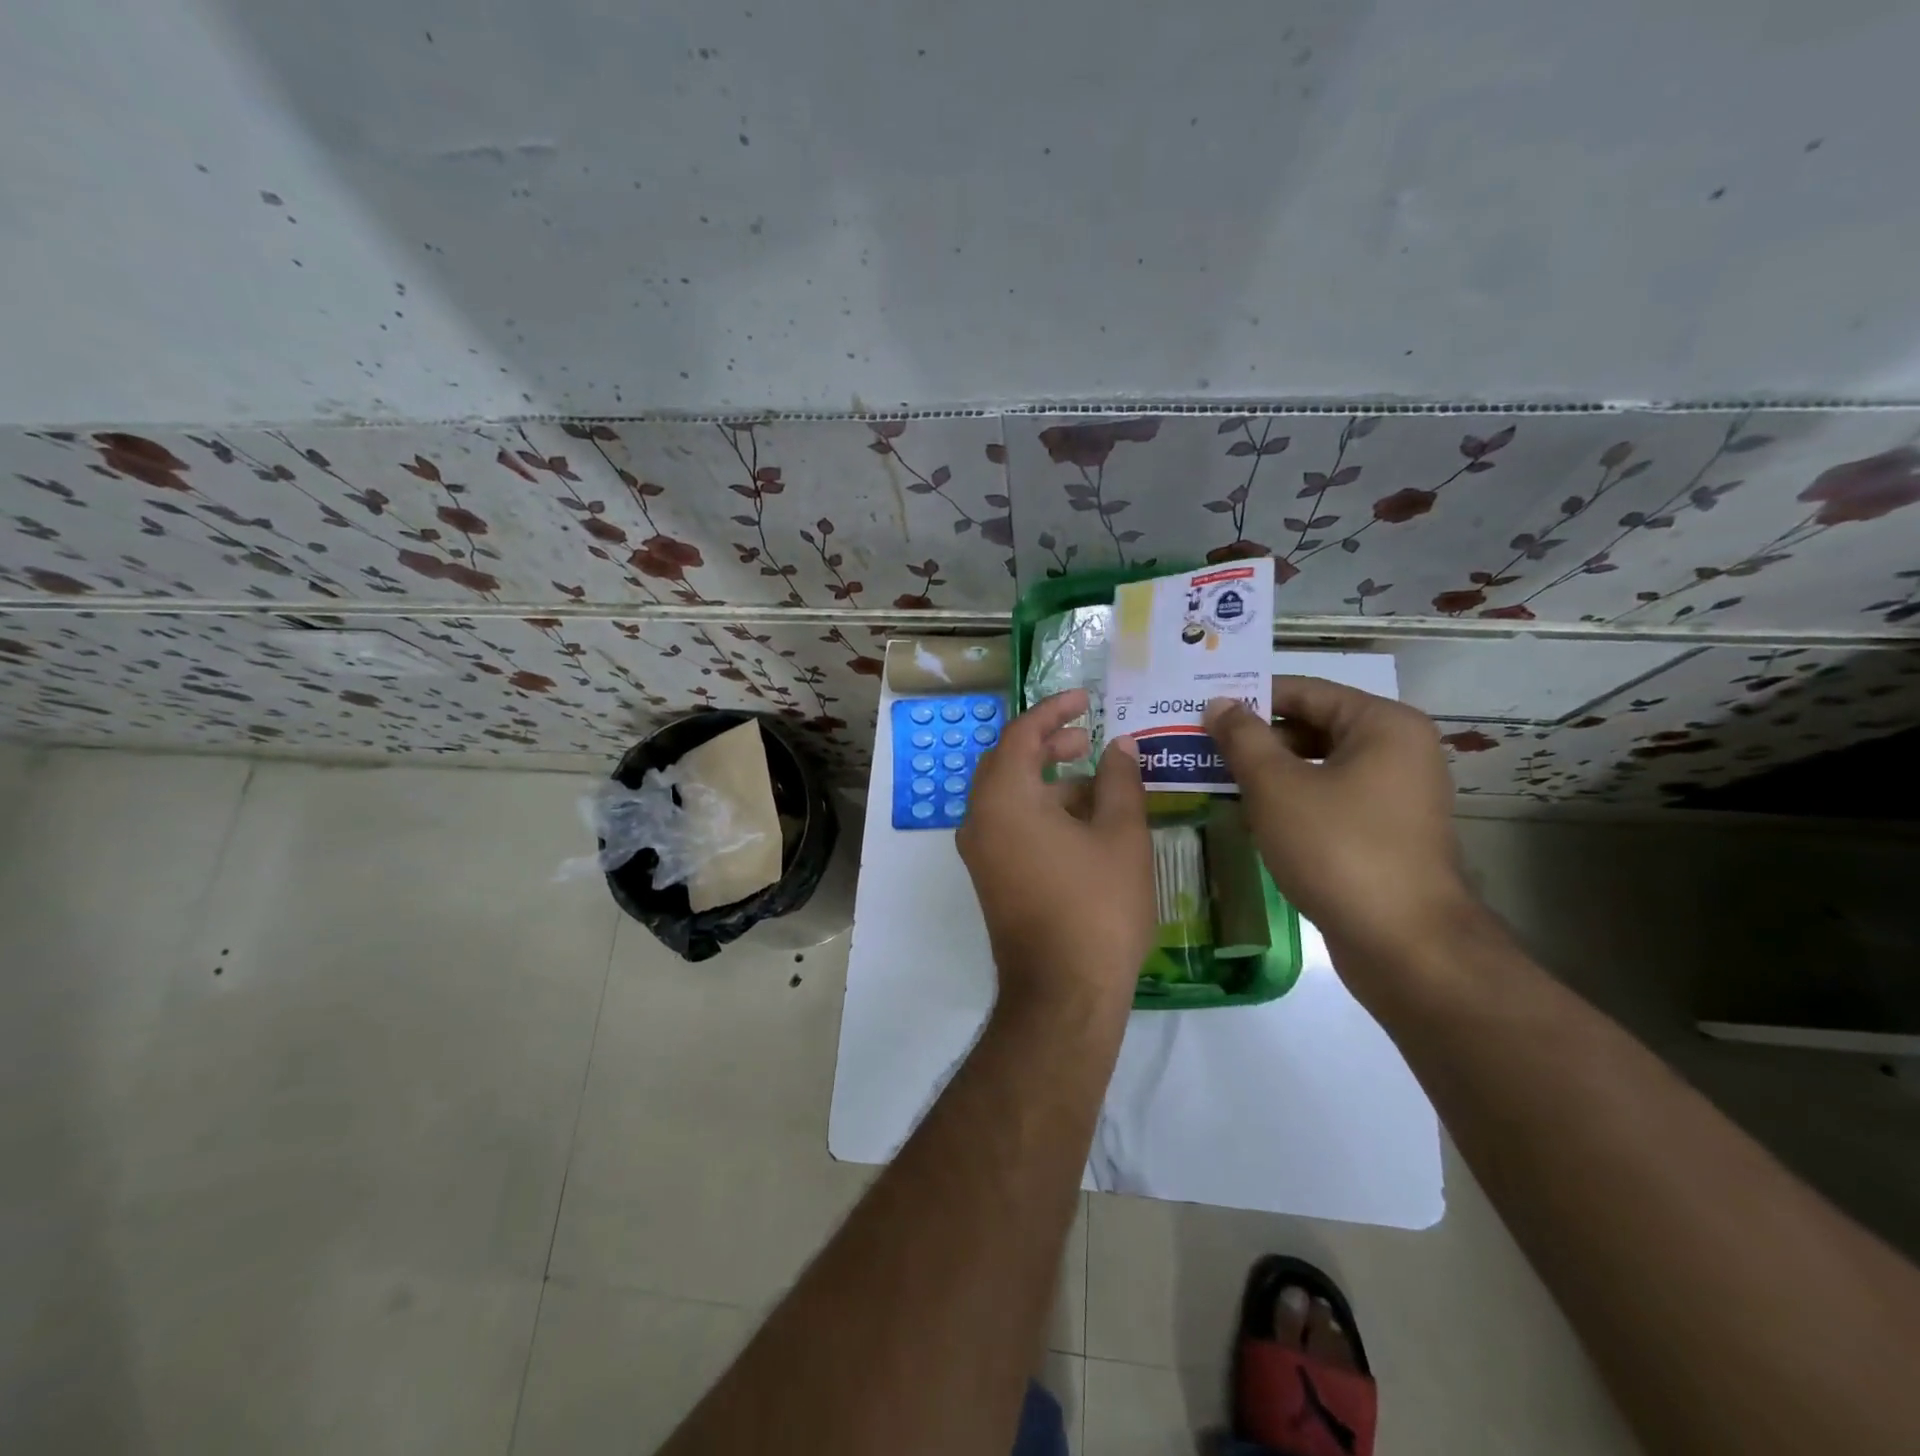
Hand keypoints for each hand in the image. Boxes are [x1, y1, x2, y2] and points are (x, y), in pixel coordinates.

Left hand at [957, 691, 1153, 1017]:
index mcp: (1003, 798)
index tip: (1084, 699)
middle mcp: (979, 819)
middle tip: (1088, 737)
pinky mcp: (990, 877)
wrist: (1063, 993)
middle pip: (1008, 762)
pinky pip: (1010, 826)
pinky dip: (1041, 811)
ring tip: (1099, 783)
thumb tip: (1119, 746)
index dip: (1052, 710)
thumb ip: (1120, 780)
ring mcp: (980, 852)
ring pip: (1010, 797)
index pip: (1020, 734)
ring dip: (1048, 781)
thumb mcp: (1121, 836)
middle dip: (1048, 744)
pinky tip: (1084, 823)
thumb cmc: (1096, 907)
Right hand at [1204, 677, 1477, 976]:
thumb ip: (1243, 738)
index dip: (1249, 697)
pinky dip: (1291, 800)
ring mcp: (1395, 795)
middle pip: (1313, 726)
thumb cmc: (1338, 849)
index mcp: (1383, 725)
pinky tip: (1250, 814)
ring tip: (1216, 777)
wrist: (1404, 945)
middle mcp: (1398, 750)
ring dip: (1269, 771)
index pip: (1304, 691)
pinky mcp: (1385, 832)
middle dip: (1256, 737)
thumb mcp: (1277, 787)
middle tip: (1201, 746)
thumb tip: (1219, 704)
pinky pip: (1329, 798)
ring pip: (1318, 766)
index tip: (1201, 709)